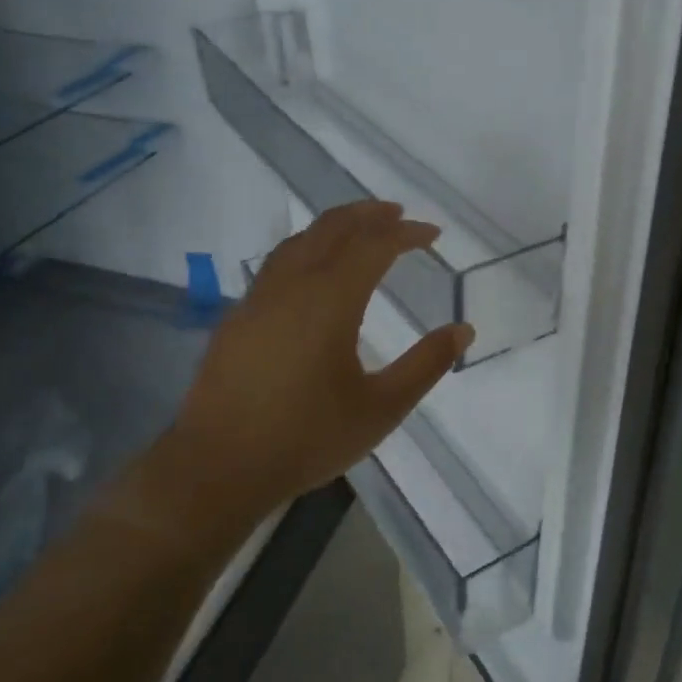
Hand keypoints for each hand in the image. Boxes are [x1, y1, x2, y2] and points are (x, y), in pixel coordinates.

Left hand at [147, 201, 472, 533]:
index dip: (406, 233)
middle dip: (368, 215)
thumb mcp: (381, 408)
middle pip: (332, 228)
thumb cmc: (308, 438)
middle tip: (397, 215)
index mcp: (330, 300)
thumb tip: (463, 329)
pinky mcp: (237, 318)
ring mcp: (258, 299)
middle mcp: (292, 285)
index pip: (374, 245)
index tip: (433, 234)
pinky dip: (306, 249)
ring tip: (358, 231)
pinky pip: (277, 264)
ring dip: (333, 227)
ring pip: (299, 241)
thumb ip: (426, 364)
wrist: (219, 467)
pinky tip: (312, 273)